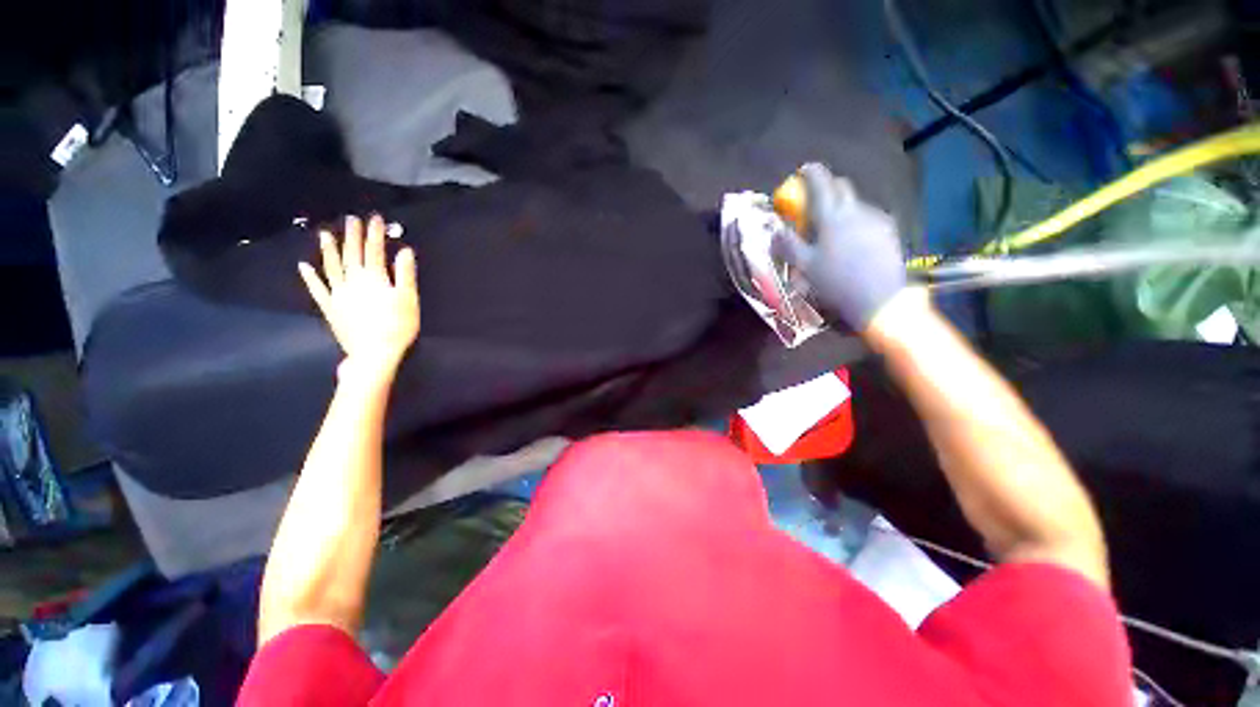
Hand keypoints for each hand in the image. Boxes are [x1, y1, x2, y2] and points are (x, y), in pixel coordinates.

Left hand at [299, 215, 419, 375]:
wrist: (375, 353)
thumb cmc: (398, 326)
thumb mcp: (409, 299)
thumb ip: (406, 274)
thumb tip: (404, 251)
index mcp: (375, 279)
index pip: (374, 251)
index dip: (375, 234)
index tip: (375, 218)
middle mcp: (353, 281)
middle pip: (352, 255)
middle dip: (352, 236)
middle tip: (350, 218)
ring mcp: (338, 294)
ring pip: (332, 267)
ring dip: (329, 250)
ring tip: (324, 233)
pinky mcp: (331, 308)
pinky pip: (318, 290)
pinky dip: (310, 277)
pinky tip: (303, 266)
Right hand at [773, 163, 906, 329]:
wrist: (880, 299)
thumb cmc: (836, 282)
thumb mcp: (804, 267)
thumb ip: (788, 244)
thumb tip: (776, 229)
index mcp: (833, 217)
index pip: (821, 184)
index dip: (811, 173)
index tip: (803, 170)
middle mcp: (856, 211)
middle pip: (841, 187)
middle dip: (827, 186)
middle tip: (814, 201)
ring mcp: (876, 219)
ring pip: (854, 203)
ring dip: (840, 207)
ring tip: (831, 229)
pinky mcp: (888, 231)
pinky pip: (867, 217)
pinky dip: (854, 220)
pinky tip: (851, 241)